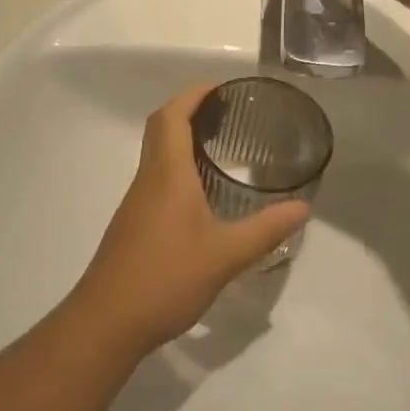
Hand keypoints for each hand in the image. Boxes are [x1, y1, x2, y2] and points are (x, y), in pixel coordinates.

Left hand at [71, 85, 310, 354]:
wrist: (106, 322)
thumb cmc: (166, 277)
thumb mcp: (225, 256)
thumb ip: (265, 230)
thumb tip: (304, 208)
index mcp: (168, 173)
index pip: (172, 116)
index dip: (193, 95)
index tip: (219, 87)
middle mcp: (148, 178)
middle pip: (160, 127)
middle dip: (188, 110)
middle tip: (224, 112)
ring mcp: (137, 202)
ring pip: (156, 153)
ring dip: (181, 139)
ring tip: (219, 145)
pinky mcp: (133, 224)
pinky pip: (156, 177)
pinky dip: (177, 167)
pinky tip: (200, 193)